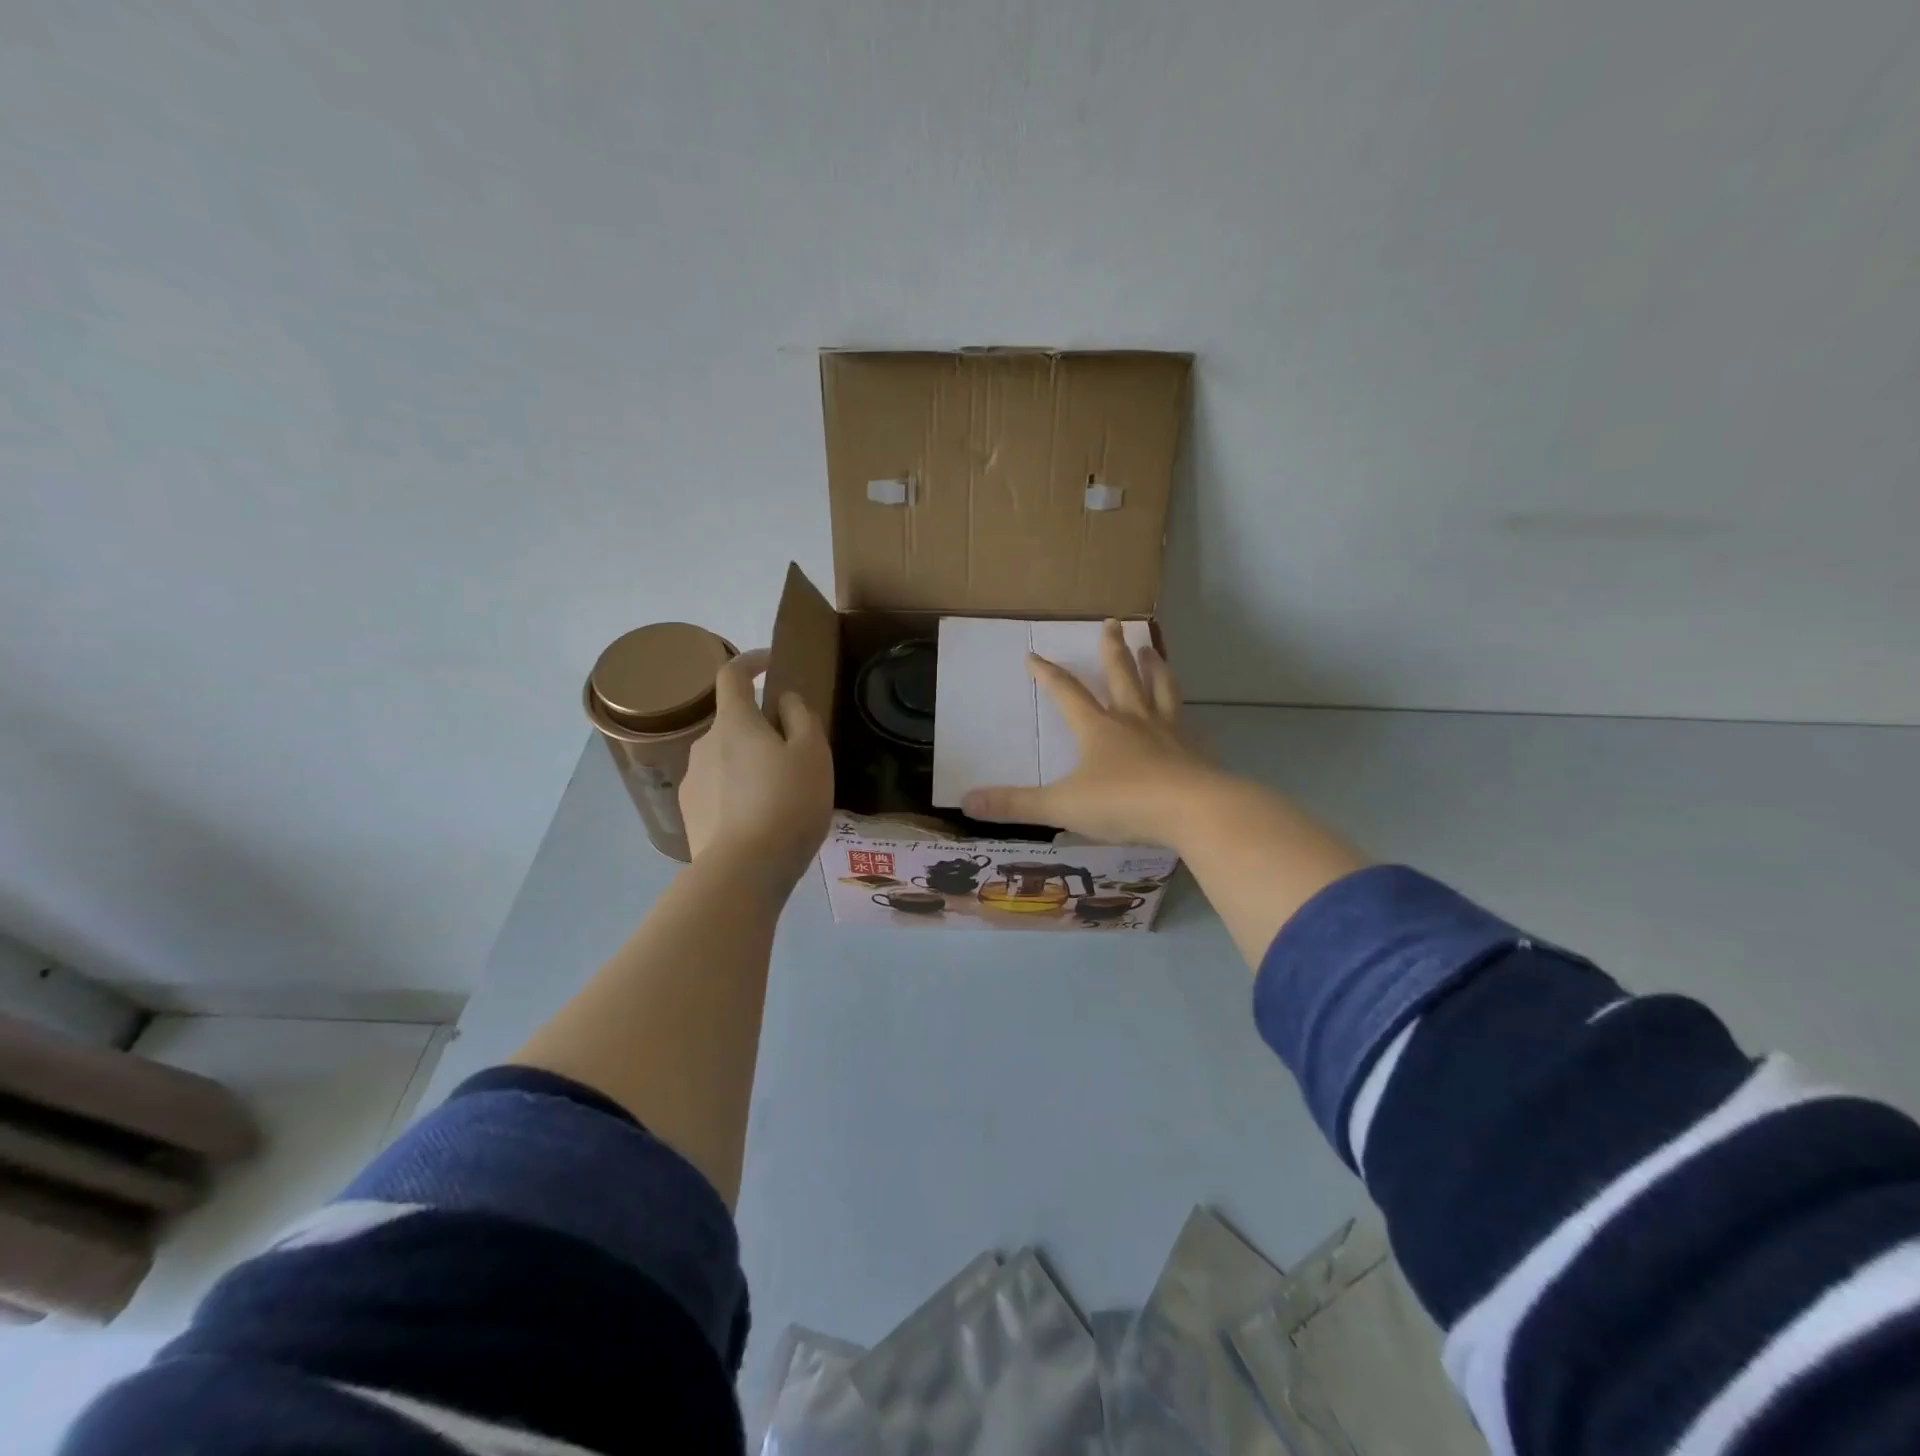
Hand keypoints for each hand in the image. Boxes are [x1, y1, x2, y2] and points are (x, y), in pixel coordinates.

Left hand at [681, 649, 833, 892]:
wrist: (744, 870)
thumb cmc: (787, 803)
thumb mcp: (812, 754)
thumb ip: (800, 718)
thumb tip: (784, 700)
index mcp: (734, 723)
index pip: (732, 674)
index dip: (750, 661)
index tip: (770, 662)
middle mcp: (704, 744)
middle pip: (732, 722)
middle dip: (759, 727)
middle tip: (793, 753)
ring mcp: (691, 780)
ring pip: (724, 758)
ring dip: (748, 763)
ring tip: (779, 795)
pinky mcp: (689, 813)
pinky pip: (717, 789)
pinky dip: (737, 792)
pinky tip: (758, 820)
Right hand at [962, 621, 1224, 847]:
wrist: (1193, 811)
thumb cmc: (1124, 803)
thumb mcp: (1062, 806)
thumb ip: (1016, 805)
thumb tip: (966, 801)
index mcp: (1098, 728)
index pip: (1066, 693)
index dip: (1047, 674)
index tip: (1033, 655)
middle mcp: (1132, 720)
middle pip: (1121, 675)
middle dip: (1111, 649)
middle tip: (1112, 622)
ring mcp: (1168, 732)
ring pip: (1159, 689)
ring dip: (1153, 666)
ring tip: (1151, 648)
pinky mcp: (1193, 750)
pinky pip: (1185, 721)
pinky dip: (1181, 711)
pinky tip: (1185, 714)